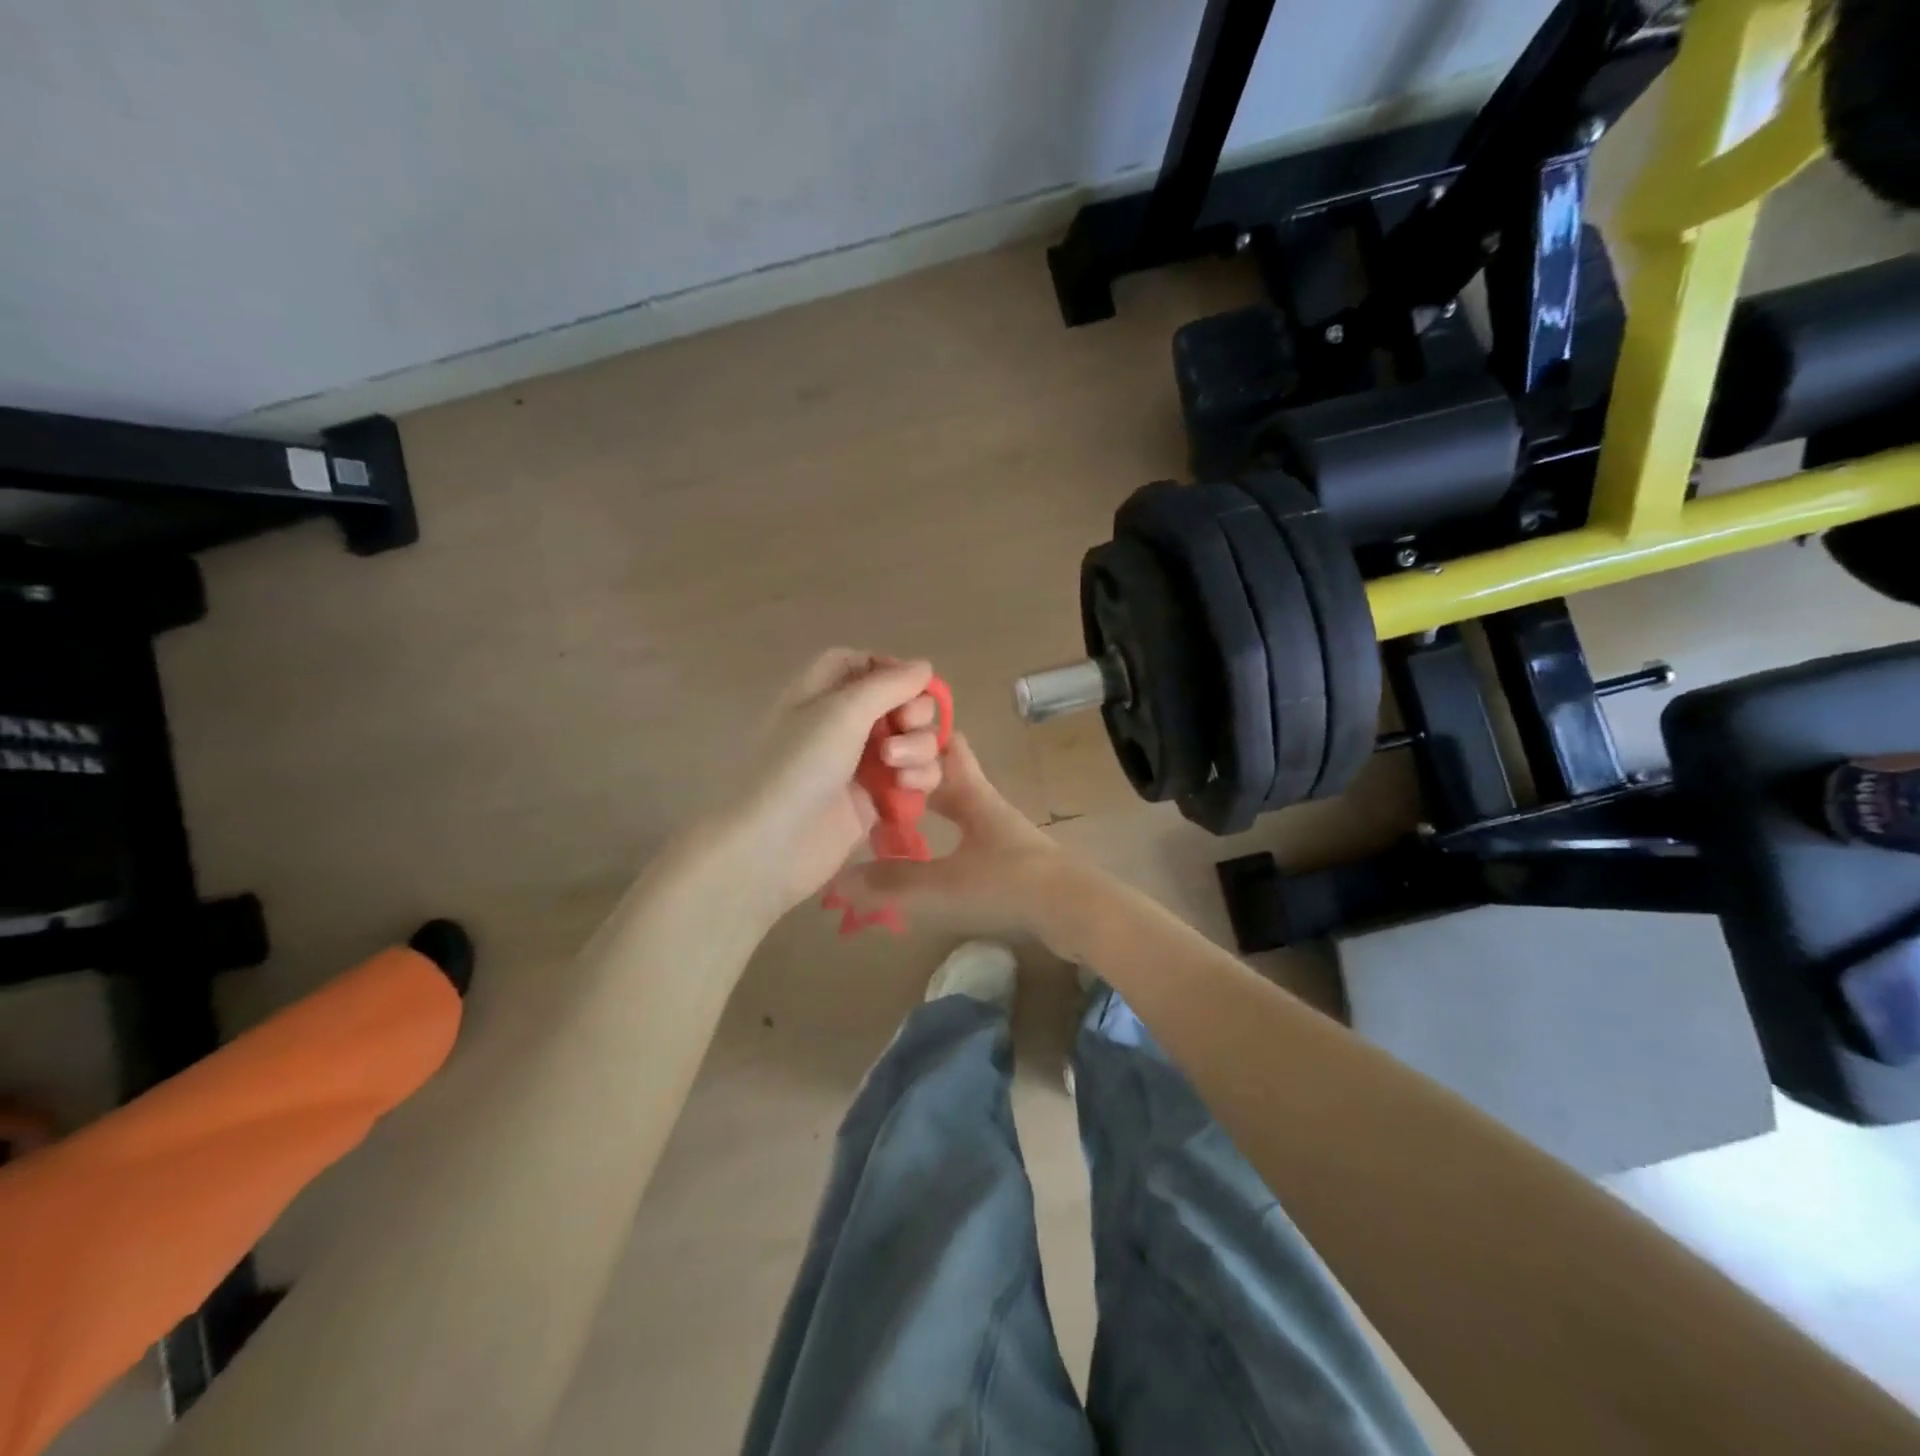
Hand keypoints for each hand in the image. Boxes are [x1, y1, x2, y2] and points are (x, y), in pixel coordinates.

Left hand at [720, 650, 945, 919]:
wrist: (775, 845)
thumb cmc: (800, 766)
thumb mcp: (842, 712)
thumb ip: (889, 684)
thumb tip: (924, 666)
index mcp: (822, 693)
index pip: (862, 664)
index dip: (891, 669)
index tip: (913, 683)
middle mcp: (843, 724)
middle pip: (898, 702)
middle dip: (914, 712)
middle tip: (904, 726)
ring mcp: (861, 763)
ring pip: (913, 741)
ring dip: (918, 748)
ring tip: (897, 768)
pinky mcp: (876, 799)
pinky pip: (913, 777)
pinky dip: (919, 778)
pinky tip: (906, 789)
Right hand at [830, 732, 1070, 942]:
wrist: (1075, 911)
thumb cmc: (1008, 885)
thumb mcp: (944, 884)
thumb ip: (892, 883)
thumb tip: (839, 880)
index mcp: (972, 795)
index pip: (946, 747)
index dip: (916, 739)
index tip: (880, 747)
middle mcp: (986, 805)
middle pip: (951, 773)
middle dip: (916, 772)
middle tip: (878, 783)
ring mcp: (1001, 832)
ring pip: (960, 804)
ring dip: (930, 805)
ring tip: (892, 818)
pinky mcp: (1010, 859)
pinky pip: (969, 834)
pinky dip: (945, 834)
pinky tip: (926, 855)